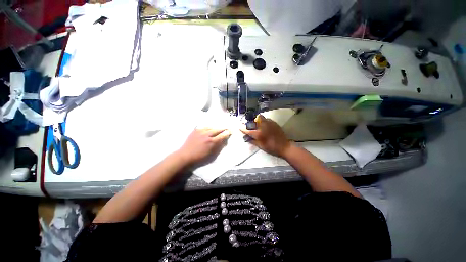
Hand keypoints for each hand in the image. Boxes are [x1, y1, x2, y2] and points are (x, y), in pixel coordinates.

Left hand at [177, 128, 230, 165]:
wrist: (185, 155)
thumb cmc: (199, 157)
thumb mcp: (211, 154)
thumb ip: (218, 146)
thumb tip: (224, 141)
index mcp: (211, 142)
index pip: (222, 135)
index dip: (227, 133)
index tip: (230, 131)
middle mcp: (207, 135)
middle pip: (217, 129)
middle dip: (223, 129)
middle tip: (226, 128)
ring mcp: (200, 131)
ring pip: (211, 127)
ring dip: (216, 128)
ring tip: (218, 129)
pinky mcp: (196, 130)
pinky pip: (205, 127)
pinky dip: (209, 128)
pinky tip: (210, 129)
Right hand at [240, 114, 291, 157]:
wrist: (284, 147)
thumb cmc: (271, 148)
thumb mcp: (260, 146)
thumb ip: (252, 141)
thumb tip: (247, 138)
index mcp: (259, 133)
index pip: (248, 129)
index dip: (243, 128)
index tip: (239, 127)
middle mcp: (263, 126)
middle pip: (255, 119)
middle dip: (251, 122)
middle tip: (251, 126)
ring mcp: (269, 123)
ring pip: (261, 118)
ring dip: (258, 121)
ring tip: (258, 126)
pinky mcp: (274, 123)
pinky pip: (267, 119)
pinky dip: (264, 122)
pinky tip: (265, 127)